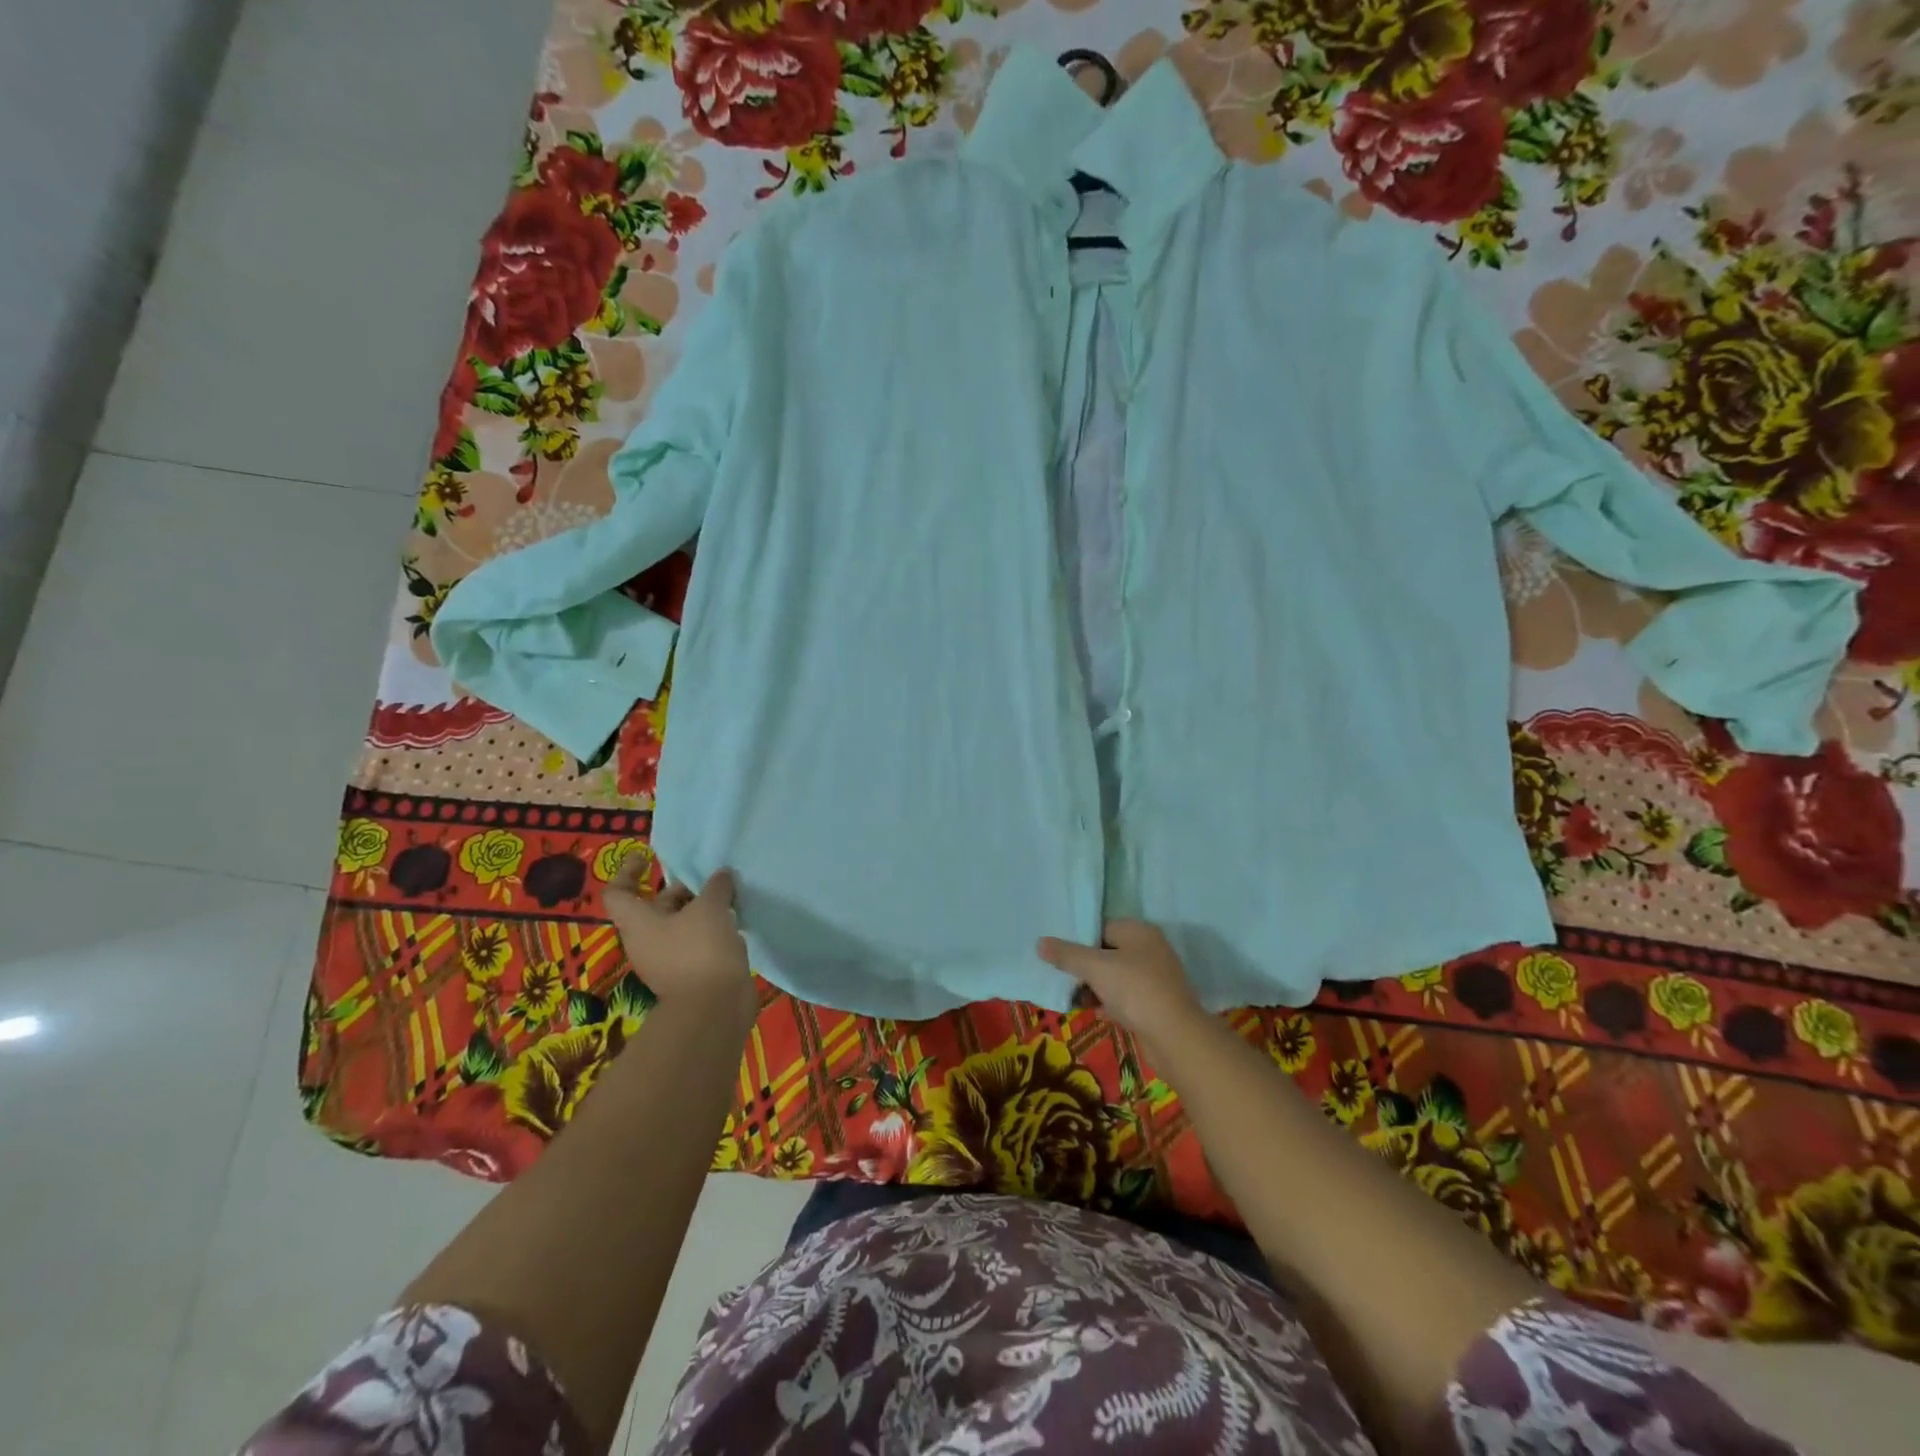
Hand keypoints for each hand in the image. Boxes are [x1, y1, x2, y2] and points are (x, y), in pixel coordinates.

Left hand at [604, 856, 754, 1023]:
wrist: (713, 1007)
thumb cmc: (701, 949)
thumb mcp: (711, 907)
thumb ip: (716, 886)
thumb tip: (722, 875)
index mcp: (638, 923)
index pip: (617, 893)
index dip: (627, 871)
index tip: (646, 858)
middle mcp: (646, 941)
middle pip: (654, 907)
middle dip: (680, 890)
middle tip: (708, 879)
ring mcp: (667, 959)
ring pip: (678, 925)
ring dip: (700, 910)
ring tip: (728, 897)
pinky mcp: (688, 973)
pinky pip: (695, 943)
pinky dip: (710, 931)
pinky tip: (734, 923)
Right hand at [1038, 920, 1205, 1040]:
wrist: (1175, 1037)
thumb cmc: (1135, 990)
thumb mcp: (1095, 968)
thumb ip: (1067, 954)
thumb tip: (1040, 942)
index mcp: (1139, 931)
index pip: (1102, 927)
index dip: (1079, 940)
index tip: (1058, 954)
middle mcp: (1150, 949)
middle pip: (1107, 952)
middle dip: (1084, 967)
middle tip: (1062, 977)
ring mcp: (1155, 977)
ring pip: (1115, 976)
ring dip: (1094, 987)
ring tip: (1074, 998)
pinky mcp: (1155, 1003)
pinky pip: (1125, 996)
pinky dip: (1109, 1002)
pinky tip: (1094, 1012)